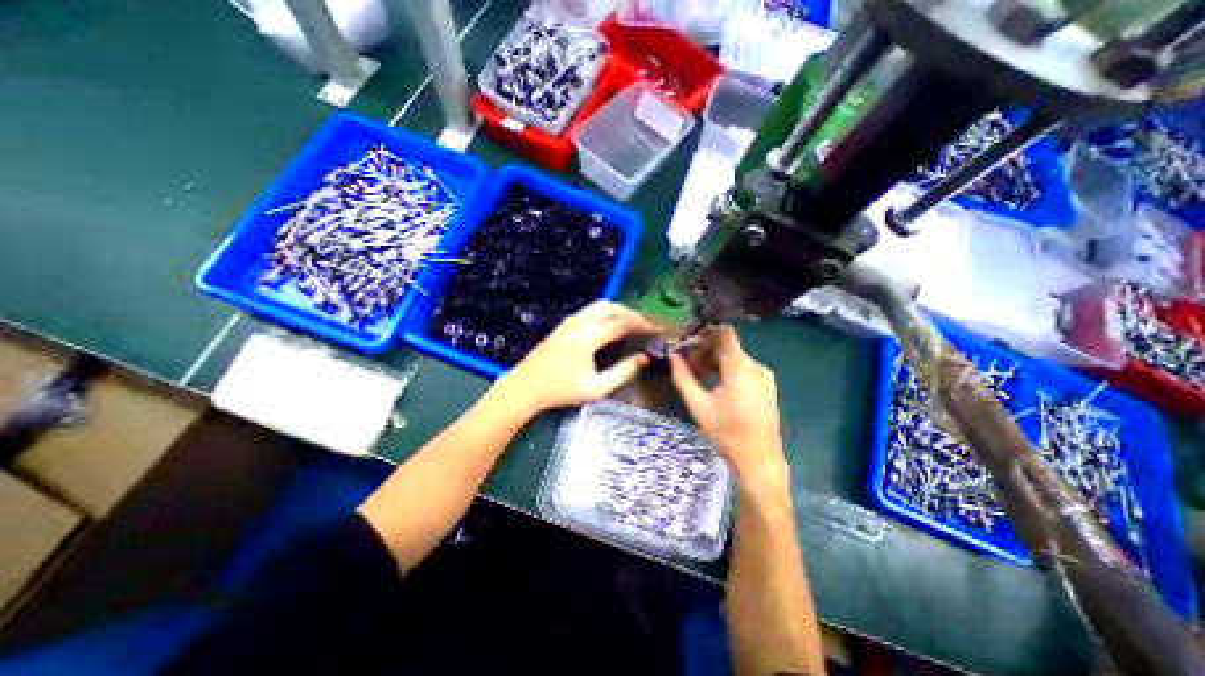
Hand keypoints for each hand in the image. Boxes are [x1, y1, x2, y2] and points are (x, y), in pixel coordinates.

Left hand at [495, 300, 661, 417]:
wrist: (526, 386)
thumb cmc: (561, 390)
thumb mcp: (596, 388)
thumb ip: (623, 372)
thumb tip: (644, 358)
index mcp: (588, 336)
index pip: (623, 323)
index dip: (644, 324)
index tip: (660, 328)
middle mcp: (580, 322)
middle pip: (614, 308)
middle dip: (634, 314)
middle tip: (649, 326)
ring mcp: (571, 320)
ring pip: (602, 305)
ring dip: (621, 311)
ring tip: (634, 324)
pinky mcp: (566, 323)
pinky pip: (592, 310)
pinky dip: (608, 312)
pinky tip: (613, 325)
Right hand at [668, 324, 792, 487]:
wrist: (759, 459)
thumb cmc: (726, 433)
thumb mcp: (698, 405)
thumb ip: (683, 377)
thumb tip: (672, 355)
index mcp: (740, 368)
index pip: (724, 334)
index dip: (705, 332)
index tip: (688, 340)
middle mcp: (755, 366)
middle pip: (728, 345)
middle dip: (706, 349)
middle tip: (687, 361)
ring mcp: (764, 376)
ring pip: (735, 356)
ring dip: (715, 360)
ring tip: (698, 374)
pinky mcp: (767, 385)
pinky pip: (744, 367)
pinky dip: (727, 369)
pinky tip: (715, 383)